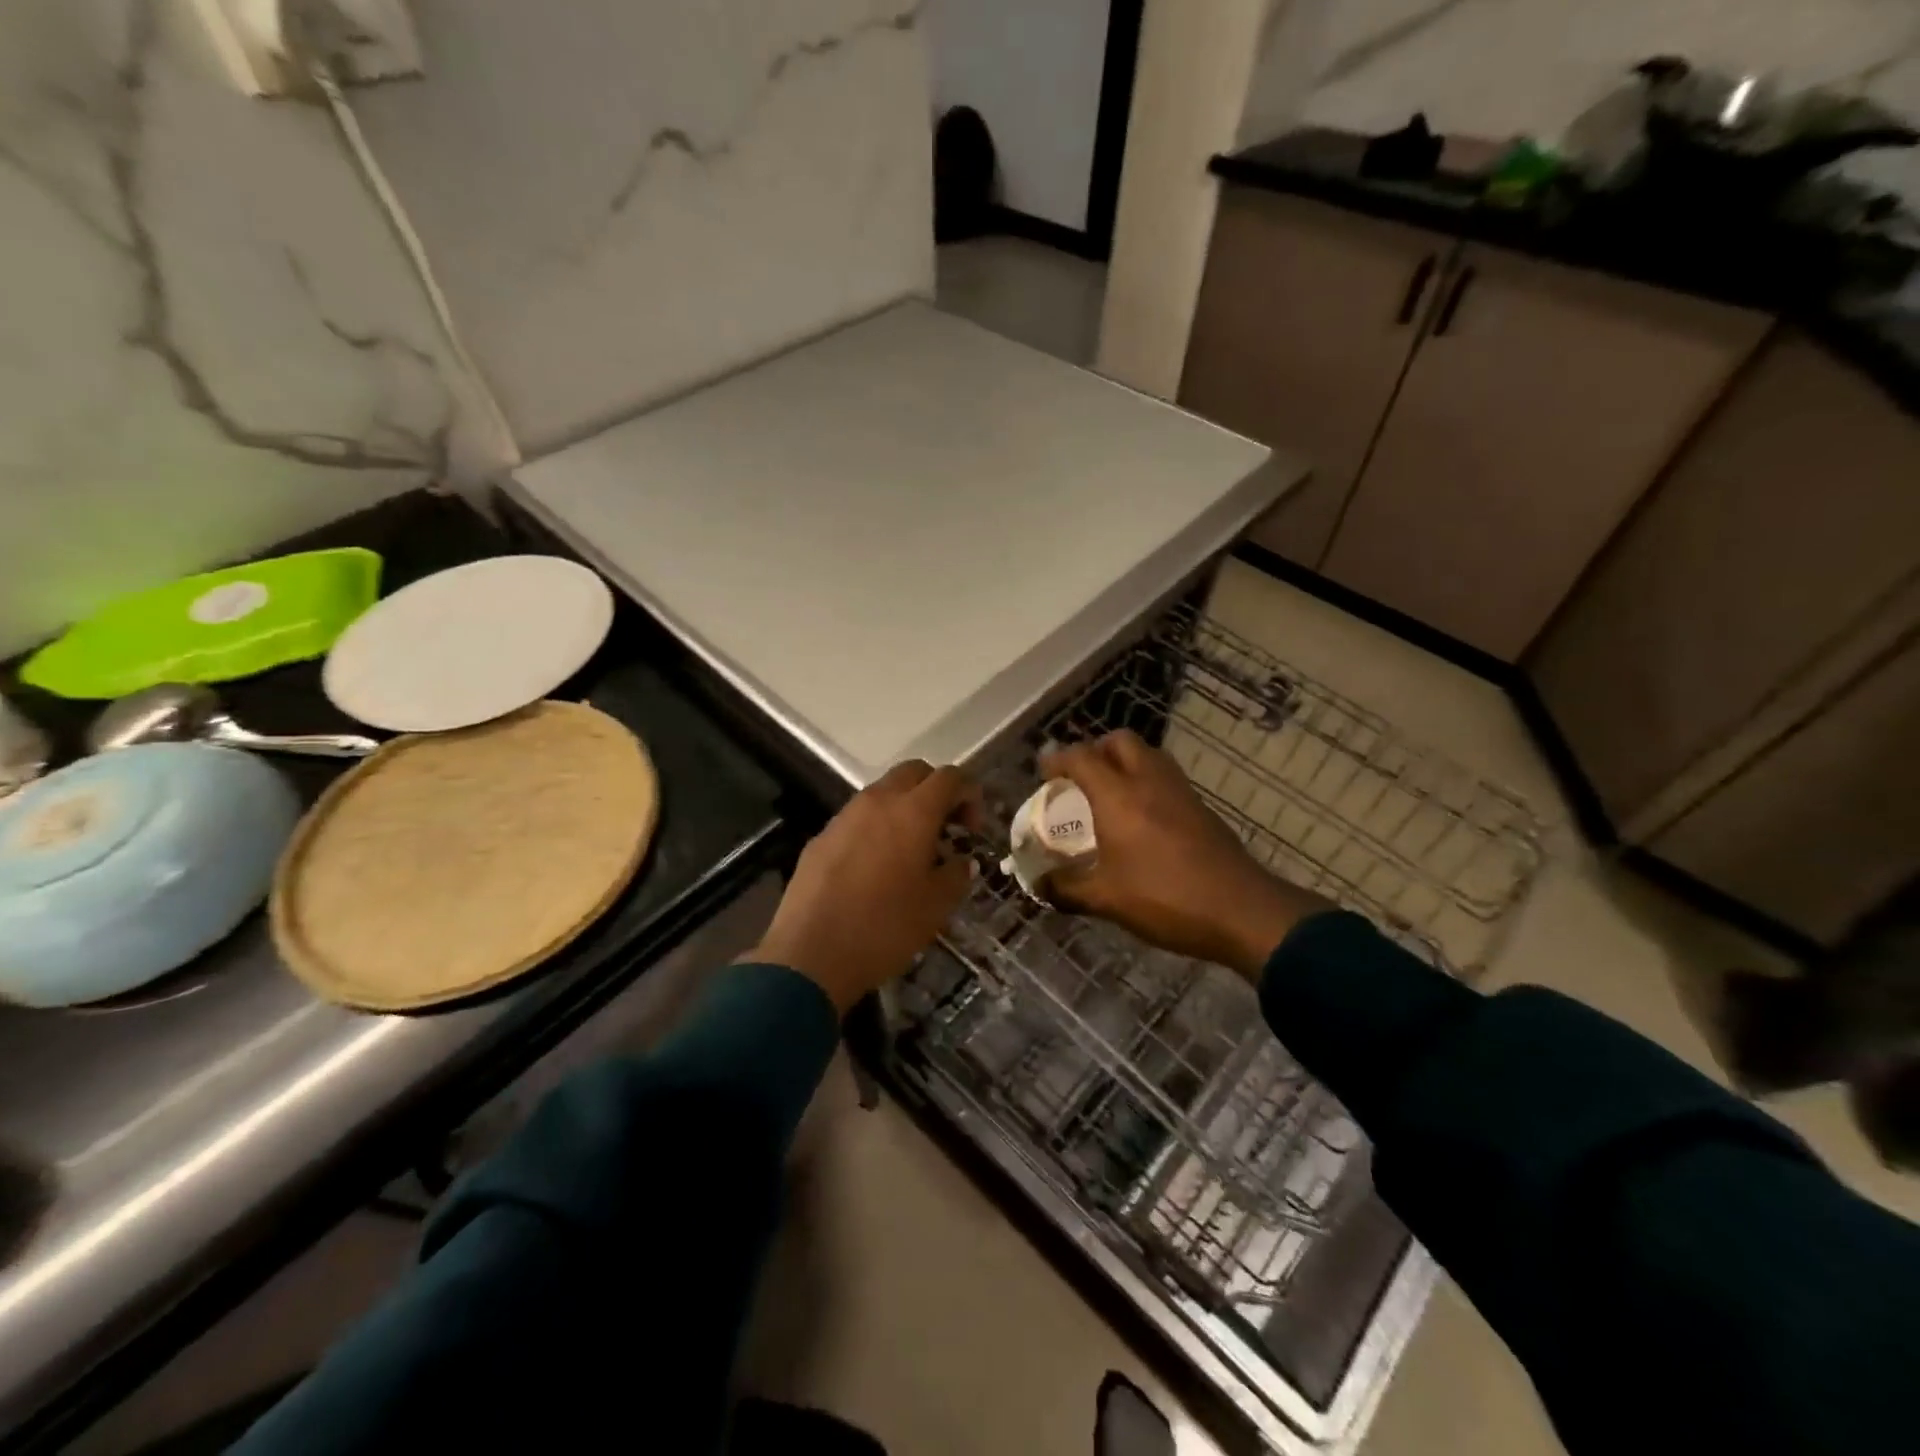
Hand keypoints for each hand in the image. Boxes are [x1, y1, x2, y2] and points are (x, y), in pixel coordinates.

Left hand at [748, 761, 981, 1013]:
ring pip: (883, 792)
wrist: (810, 954)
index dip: (969, 794)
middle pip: (914, 772)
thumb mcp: (936, 906)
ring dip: (904, 808)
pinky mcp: (821, 837)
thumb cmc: (884, 927)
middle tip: (946, 829)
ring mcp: (844, 816)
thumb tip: (962, 862)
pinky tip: (876, 868)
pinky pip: (857, 818)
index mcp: (913, 811)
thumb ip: (956, 875)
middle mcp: (878, 801)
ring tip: (912, 850)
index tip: (972, 829)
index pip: (950, 777)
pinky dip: (876, 828)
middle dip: (936, 791)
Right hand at [1039, 731, 1329, 979]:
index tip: (1043, 772)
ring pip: (1147, 755)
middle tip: (1080, 778)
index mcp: (1118, 796)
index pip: (1080, 758)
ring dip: (1123, 763)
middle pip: (1119, 741)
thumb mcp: (1106, 900)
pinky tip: (1141, 817)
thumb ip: (1066, 889)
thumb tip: (1039, 886)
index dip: (1057, 759)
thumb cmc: (1164, 898)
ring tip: (1109, 794)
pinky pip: (1165, 777)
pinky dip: (1146, 781)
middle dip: (1095, 750)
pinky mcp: (1201, 806)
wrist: (1241, 910)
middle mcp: (1148, 781)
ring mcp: (1180, 790)